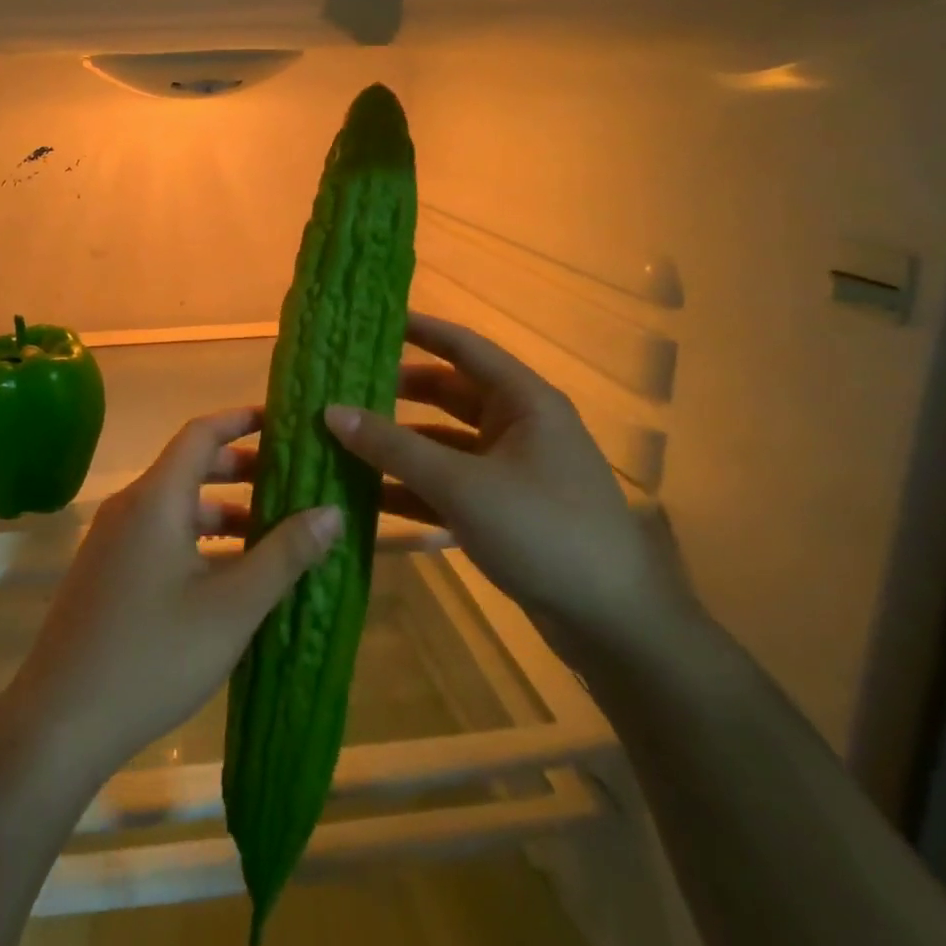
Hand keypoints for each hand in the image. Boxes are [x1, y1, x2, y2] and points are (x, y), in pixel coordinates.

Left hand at [6, 407, 344, 776]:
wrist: (60, 720)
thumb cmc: (153, 654)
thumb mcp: (231, 607)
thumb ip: (284, 554)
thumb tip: (331, 511)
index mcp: (155, 498)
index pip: (200, 433)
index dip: (240, 420)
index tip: (281, 421)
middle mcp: (129, 507)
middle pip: (189, 467)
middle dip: (240, 469)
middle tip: (290, 481)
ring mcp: (112, 540)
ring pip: (175, 506)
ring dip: (222, 510)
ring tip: (271, 531)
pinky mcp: (106, 571)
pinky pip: (159, 534)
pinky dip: (197, 538)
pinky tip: (228, 574)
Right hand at [324, 311, 699, 659]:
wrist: (614, 625)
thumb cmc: (544, 531)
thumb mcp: (461, 485)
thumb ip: (394, 447)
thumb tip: (331, 411)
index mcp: (523, 401)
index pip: (463, 347)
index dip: (419, 329)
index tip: (370, 321)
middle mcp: (518, 427)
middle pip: (448, 394)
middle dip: (397, 392)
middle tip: (343, 386)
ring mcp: (511, 470)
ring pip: (444, 444)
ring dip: (399, 445)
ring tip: (342, 440)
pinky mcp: (504, 510)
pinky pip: (449, 485)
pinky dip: (413, 488)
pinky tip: (367, 497)